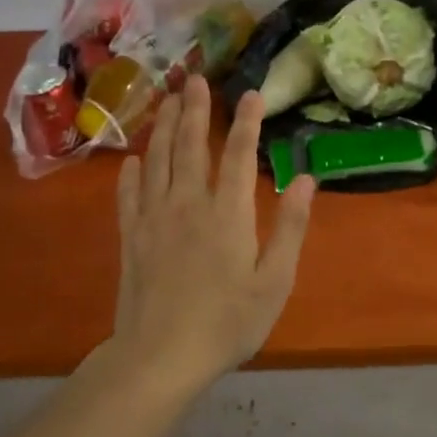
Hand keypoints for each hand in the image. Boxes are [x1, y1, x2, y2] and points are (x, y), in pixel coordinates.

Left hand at [110, 76, 316, 388]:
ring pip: (157, 161)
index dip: (245, 121)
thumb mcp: (274, 281)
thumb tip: (307, 179)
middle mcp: (188, 204)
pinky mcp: (131, 238)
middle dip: (194, 109)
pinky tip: (134, 159)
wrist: (159, 358)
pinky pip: (129, 195)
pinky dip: (132, 172)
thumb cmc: (227, 323)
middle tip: (194, 77)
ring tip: (167, 99)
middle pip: (189, 146)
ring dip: (164, 127)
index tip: (250, 93)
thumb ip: (291, 227)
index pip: (237, 155)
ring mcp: (154, 219)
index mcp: (227, 213)